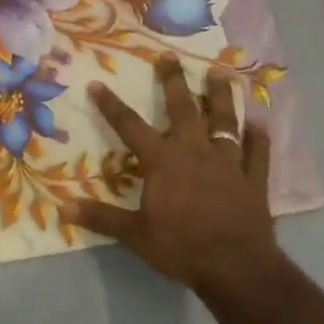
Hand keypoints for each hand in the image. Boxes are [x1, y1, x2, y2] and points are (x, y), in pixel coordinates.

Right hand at [63, 54, 277, 292]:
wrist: (236, 267)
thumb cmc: (181, 248)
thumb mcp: (135, 235)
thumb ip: (101, 218)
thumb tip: (62, 208)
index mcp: (164, 161)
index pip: (131, 127)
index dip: (112, 106)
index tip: (98, 84)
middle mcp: (195, 151)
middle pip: (183, 109)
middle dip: (174, 82)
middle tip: (169, 56)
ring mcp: (228, 162)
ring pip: (225, 121)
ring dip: (222, 97)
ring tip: (220, 73)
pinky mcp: (254, 179)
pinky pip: (257, 153)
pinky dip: (259, 139)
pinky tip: (260, 125)